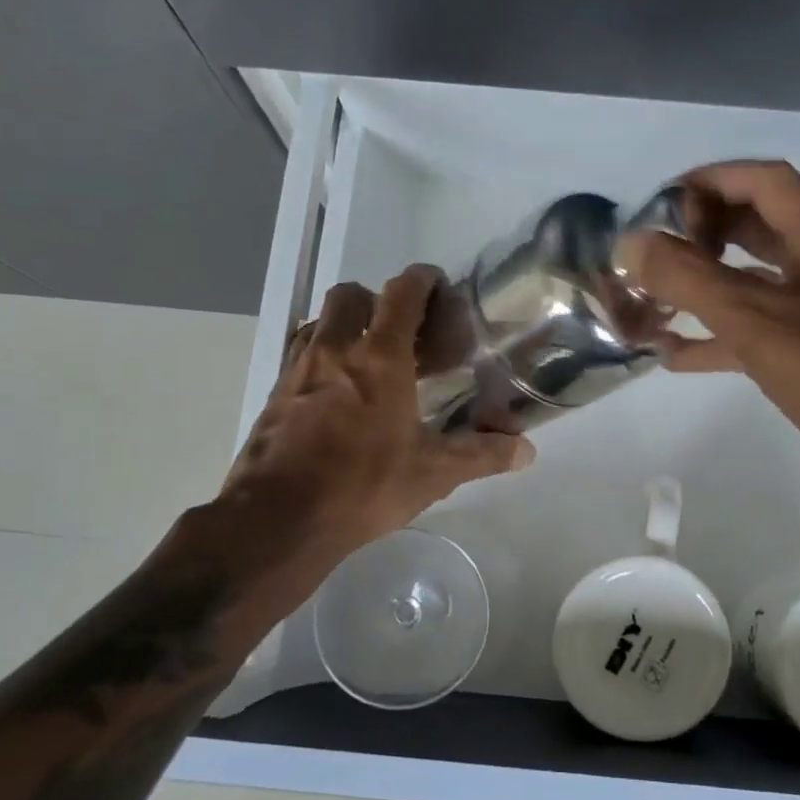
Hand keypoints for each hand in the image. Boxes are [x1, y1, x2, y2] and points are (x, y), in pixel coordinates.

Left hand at [222, 265, 533, 559]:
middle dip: (376, 301)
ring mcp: (297, 371)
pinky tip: (336, 394)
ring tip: (368, 360)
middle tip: (400, 332)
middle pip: (350, 296)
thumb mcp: (432, 474)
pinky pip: (299, 357)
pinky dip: (321, 358)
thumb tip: (526, 451)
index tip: (436, 285)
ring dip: (344, 326)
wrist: (277, 519)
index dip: (421, 280)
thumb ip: (482, 455)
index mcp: (379, 358)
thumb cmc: (363, 486)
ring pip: (320, 323)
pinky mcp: (273, 396)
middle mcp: (334, 351)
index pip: (401, 294)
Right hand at [616, 160, 799, 505]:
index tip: (661, 206)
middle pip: (759, 229)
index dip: (712, 182)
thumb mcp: (756, 320)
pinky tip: (675, 357)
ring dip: (706, 290)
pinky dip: (718, 339)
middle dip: (703, 235)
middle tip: (654, 254)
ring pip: (756, 285)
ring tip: (653, 302)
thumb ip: (689, 279)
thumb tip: (630, 244)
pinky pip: (760, 334)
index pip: (766, 183)